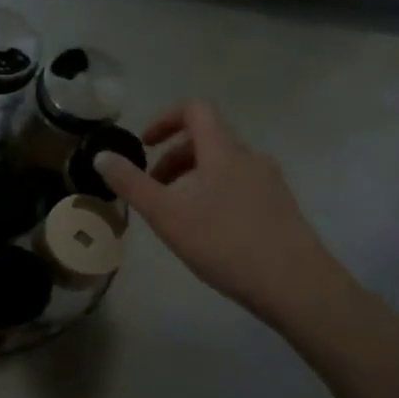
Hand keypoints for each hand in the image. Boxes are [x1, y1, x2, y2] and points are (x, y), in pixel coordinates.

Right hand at [95, 101, 353, 327]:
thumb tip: (101, 156)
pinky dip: (214, 193)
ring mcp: (270, 182)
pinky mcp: (281, 207)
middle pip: (207, 139)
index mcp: (223, 150)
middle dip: (173, 156)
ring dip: (193, 177)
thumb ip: (131, 183)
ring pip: (223, 165)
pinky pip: (240, 185)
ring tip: (176, 213)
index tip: (145, 145)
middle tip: (153, 188)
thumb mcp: (166, 214)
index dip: (165, 119)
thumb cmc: (225, 243)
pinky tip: (208, 231)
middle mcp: (250, 157)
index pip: (195, 110)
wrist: (297, 287)